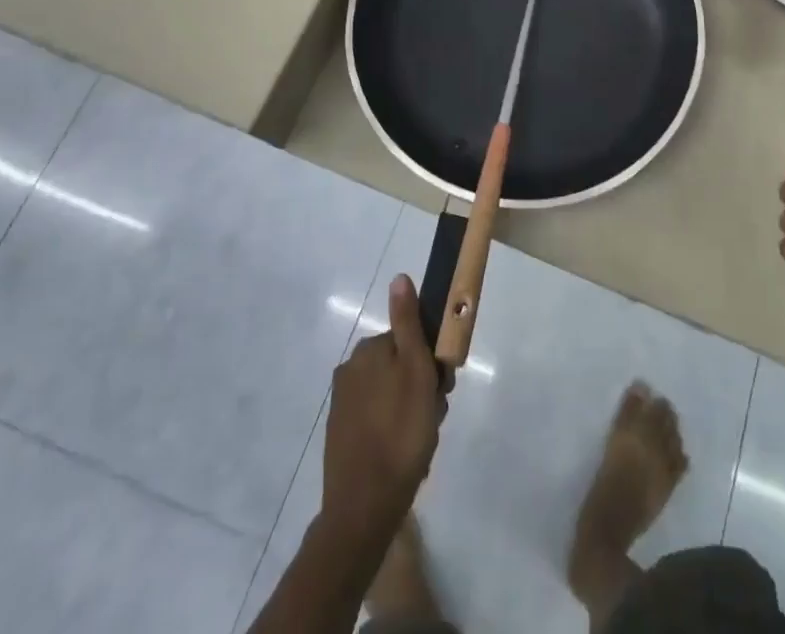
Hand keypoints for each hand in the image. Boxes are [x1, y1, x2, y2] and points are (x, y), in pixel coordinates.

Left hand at [321, 274, 443, 542]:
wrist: (364, 507)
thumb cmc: (400, 432)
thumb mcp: (415, 369)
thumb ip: (407, 323)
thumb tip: (399, 277)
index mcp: (367, 351)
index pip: (409, 341)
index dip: (431, 362)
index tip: (443, 388)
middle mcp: (349, 371)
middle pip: (400, 367)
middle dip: (421, 388)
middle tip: (434, 417)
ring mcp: (342, 406)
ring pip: (391, 396)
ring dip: (411, 412)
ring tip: (422, 441)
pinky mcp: (341, 437)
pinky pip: (377, 421)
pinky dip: (393, 432)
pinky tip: (405, 456)